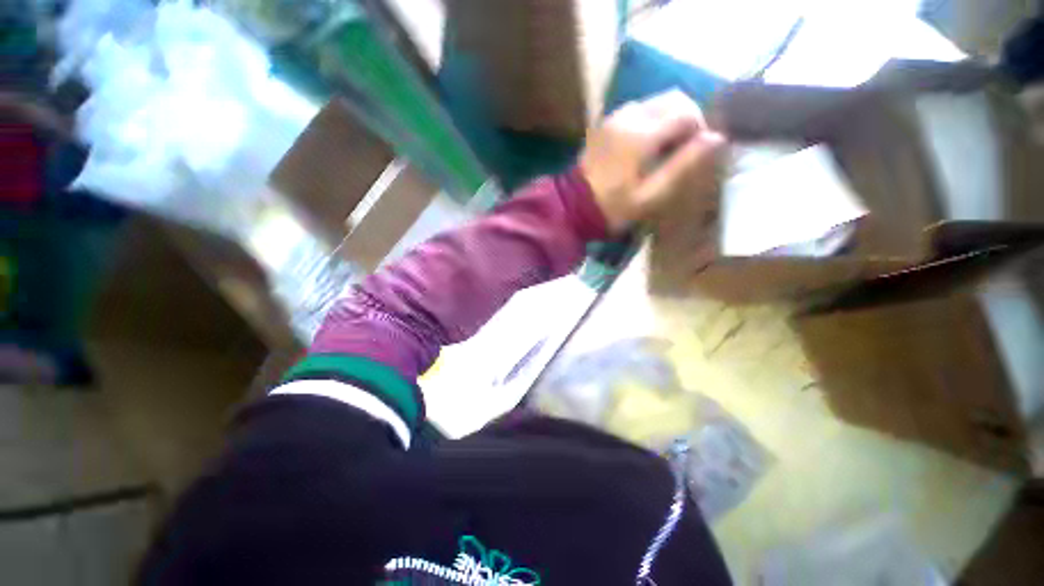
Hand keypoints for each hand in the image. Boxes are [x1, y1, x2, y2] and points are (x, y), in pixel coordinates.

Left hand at [580, 91, 725, 232]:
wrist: (574, 207)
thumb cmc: (613, 207)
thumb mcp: (651, 195)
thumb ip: (683, 165)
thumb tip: (717, 138)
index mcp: (641, 134)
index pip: (687, 111)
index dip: (700, 128)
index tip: (695, 152)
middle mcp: (629, 115)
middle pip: (673, 97)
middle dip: (687, 118)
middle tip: (683, 148)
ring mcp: (614, 117)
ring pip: (655, 101)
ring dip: (669, 118)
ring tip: (665, 149)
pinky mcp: (606, 123)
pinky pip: (638, 110)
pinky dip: (651, 120)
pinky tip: (645, 145)